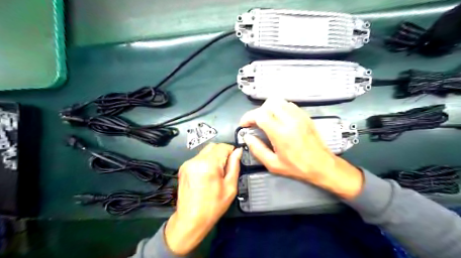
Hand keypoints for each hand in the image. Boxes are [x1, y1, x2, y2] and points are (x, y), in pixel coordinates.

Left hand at [164, 143, 240, 255]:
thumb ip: (234, 166)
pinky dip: (206, 161)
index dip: (231, 150)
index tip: (234, 160)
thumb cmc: (213, 206)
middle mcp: (196, 160)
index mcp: (209, 164)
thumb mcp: (230, 187)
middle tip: (227, 166)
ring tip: (216, 172)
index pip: (223, 146)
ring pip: (205, 151)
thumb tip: (238, 151)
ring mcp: (187, 163)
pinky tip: (207, 174)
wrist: (190, 219)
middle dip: (222, 152)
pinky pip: (198, 158)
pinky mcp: (183, 167)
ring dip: (214, 156)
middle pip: (213, 146)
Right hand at [242, 97, 363, 199]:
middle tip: (256, 123)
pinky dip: (279, 108)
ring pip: (279, 101)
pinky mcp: (305, 115)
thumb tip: (247, 137)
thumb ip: (257, 149)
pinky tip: (279, 119)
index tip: (244, 124)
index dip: (248, 117)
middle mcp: (290, 120)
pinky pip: (288, 104)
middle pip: (268, 103)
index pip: (260, 115)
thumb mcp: (273, 164)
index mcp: (280, 133)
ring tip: (267, 120)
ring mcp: (299, 116)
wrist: (322, 165)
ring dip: (268, 108)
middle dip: (258, 112)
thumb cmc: (297, 167)